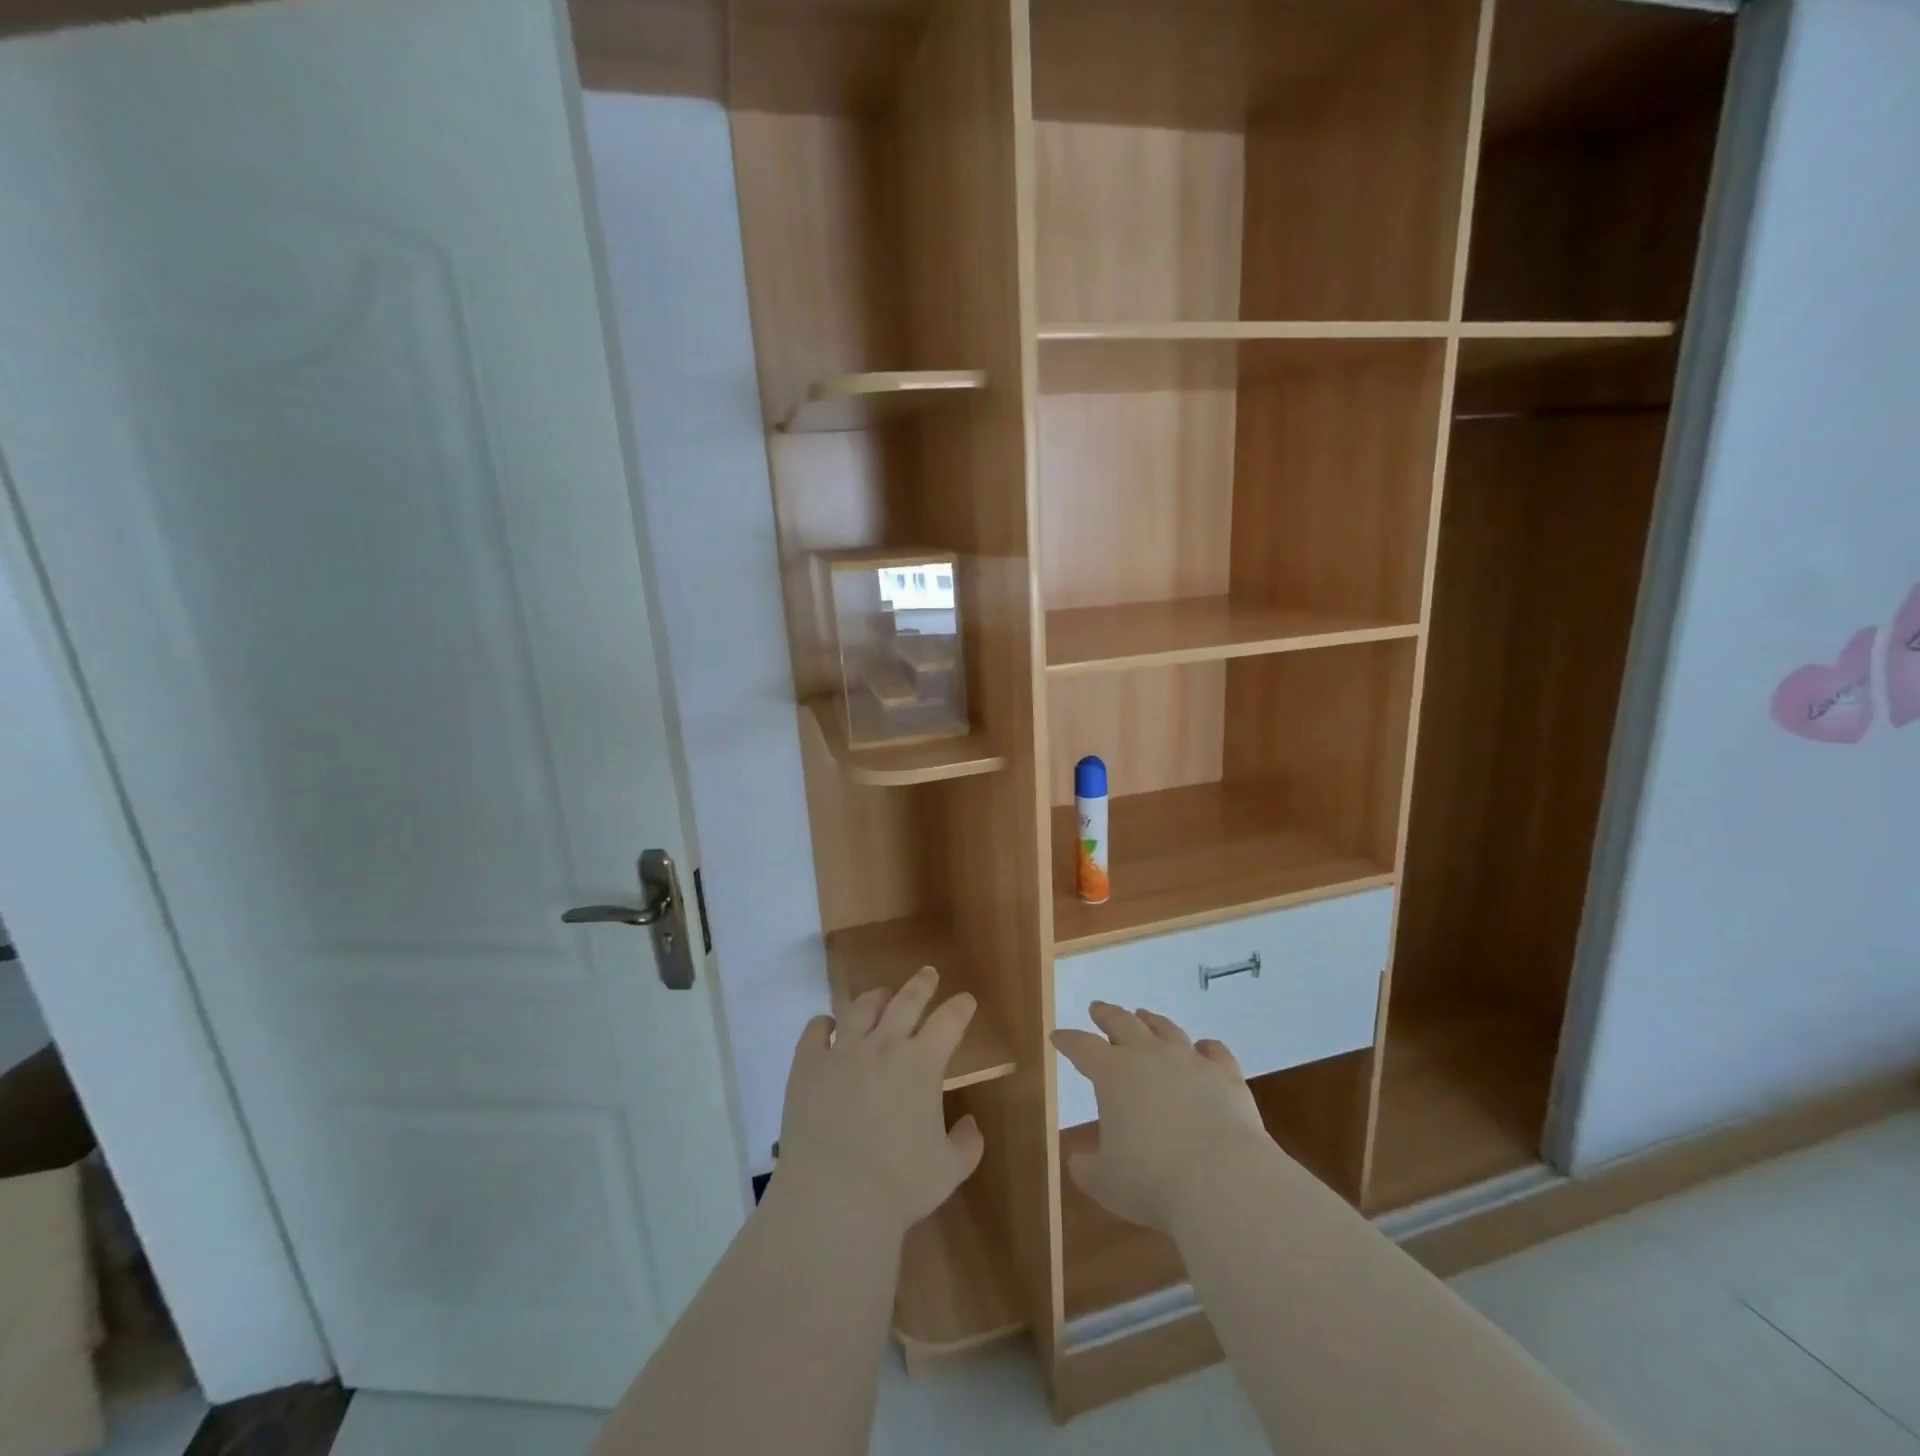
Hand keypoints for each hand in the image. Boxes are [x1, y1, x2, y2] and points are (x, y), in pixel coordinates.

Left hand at [775, 966, 984, 1236]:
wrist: (832, 1200)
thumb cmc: (897, 1187)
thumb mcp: (949, 1170)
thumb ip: (967, 1143)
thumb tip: (970, 1122)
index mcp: (922, 1063)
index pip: (949, 1021)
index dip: (960, 1007)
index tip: (966, 1000)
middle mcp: (883, 1045)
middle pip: (907, 1000)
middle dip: (922, 984)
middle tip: (929, 974)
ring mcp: (842, 1051)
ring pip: (862, 1008)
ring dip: (877, 998)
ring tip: (882, 996)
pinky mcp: (807, 1066)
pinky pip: (815, 1031)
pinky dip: (824, 1024)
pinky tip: (828, 1025)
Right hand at [1052, 1003, 1270, 1230]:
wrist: (1223, 1182)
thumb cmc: (1153, 1181)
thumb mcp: (1105, 1182)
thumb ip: (1087, 1167)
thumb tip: (1079, 1160)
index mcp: (1113, 1074)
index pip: (1082, 1047)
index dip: (1068, 1041)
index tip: (1057, 1036)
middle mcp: (1150, 1056)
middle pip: (1123, 1023)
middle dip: (1107, 1015)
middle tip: (1098, 1009)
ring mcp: (1191, 1062)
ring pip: (1167, 1030)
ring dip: (1152, 1022)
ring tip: (1144, 1016)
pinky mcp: (1227, 1077)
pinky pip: (1215, 1052)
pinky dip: (1207, 1047)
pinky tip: (1204, 1047)